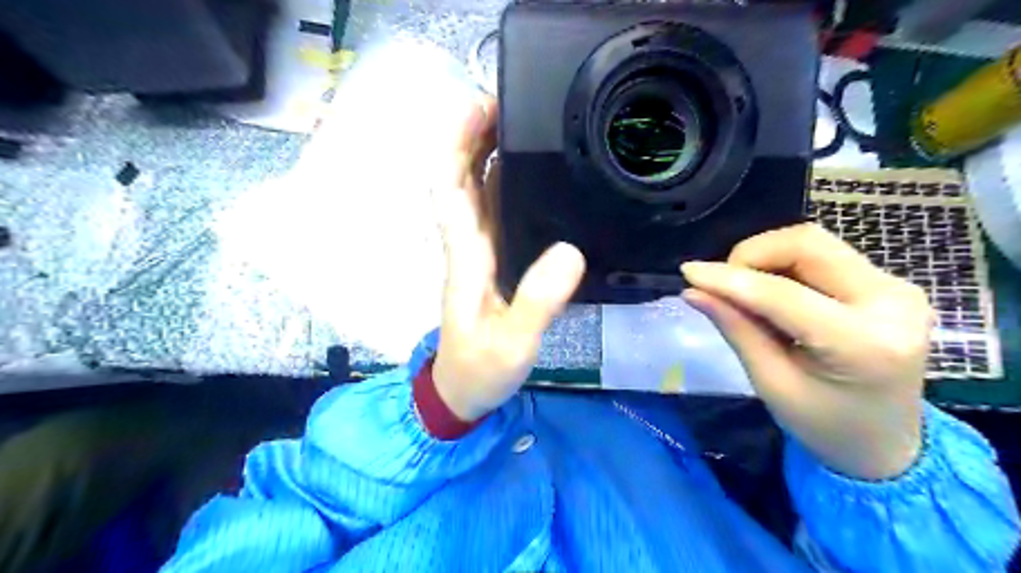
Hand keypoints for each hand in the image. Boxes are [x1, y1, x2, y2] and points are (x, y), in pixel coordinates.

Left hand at [430, 96, 587, 419]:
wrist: (463, 392)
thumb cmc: (480, 370)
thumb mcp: (513, 343)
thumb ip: (538, 302)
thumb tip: (570, 250)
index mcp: (466, 256)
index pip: (449, 187)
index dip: (457, 144)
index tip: (480, 107)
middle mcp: (469, 244)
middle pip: (462, 177)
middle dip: (475, 135)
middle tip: (512, 101)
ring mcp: (482, 252)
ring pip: (479, 191)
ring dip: (491, 153)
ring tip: (524, 122)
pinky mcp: (495, 262)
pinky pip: (498, 212)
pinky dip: (507, 184)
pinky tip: (533, 172)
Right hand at [680, 225, 936, 477]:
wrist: (886, 443)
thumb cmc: (825, 425)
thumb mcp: (771, 383)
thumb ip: (736, 329)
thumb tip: (694, 292)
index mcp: (864, 345)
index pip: (783, 295)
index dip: (730, 279)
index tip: (689, 273)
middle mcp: (893, 303)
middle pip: (807, 245)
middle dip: (752, 255)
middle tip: (723, 284)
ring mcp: (896, 287)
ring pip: (814, 243)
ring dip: (767, 257)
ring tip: (744, 289)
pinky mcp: (888, 283)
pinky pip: (824, 255)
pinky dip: (784, 264)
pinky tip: (770, 291)